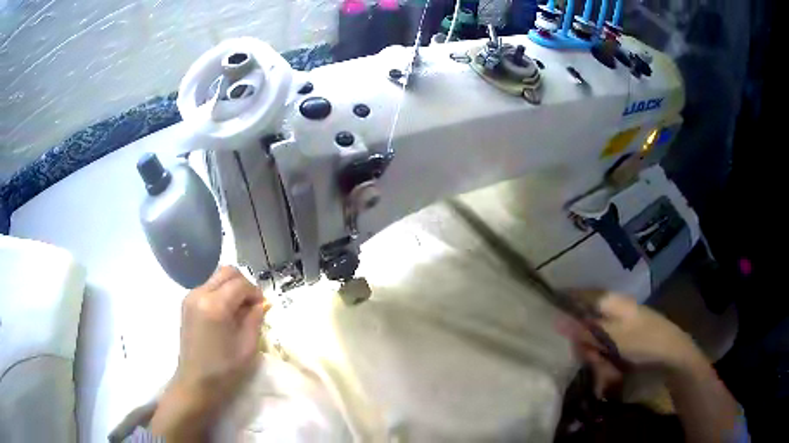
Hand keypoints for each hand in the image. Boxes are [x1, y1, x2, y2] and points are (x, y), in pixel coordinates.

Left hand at [151, 266, 269, 439]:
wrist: (195, 382)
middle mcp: (200, 294)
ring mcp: (190, 297)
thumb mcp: (247, 347)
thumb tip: (261, 303)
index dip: (255, 292)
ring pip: (217, 278)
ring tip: (239, 311)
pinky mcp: (186, 303)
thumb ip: (255, 319)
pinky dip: (221, 293)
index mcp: (215, 306)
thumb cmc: (224, 370)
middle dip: (243, 284)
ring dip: (231, 287)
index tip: (263, 307)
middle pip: (227, 272)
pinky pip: (208, 287)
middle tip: (252, 305)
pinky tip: (226, 314)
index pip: (240, 284)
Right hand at [560, 293, 705, 395]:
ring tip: (609, 372)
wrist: (671, 360)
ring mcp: (616, 334)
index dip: (564, 304)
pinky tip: (613, 376)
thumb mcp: (614, 336)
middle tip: (594, 360)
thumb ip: (586, 330)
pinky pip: (602, 357)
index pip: (581, 297)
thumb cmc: (645, 340)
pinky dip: (604, 368)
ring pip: (592, 347)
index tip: (549, 319)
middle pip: (584, 328)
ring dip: (596, 362)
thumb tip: (556, 320)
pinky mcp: (620, 349)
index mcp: (612, 303)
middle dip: (584, 347)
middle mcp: (611, 316)